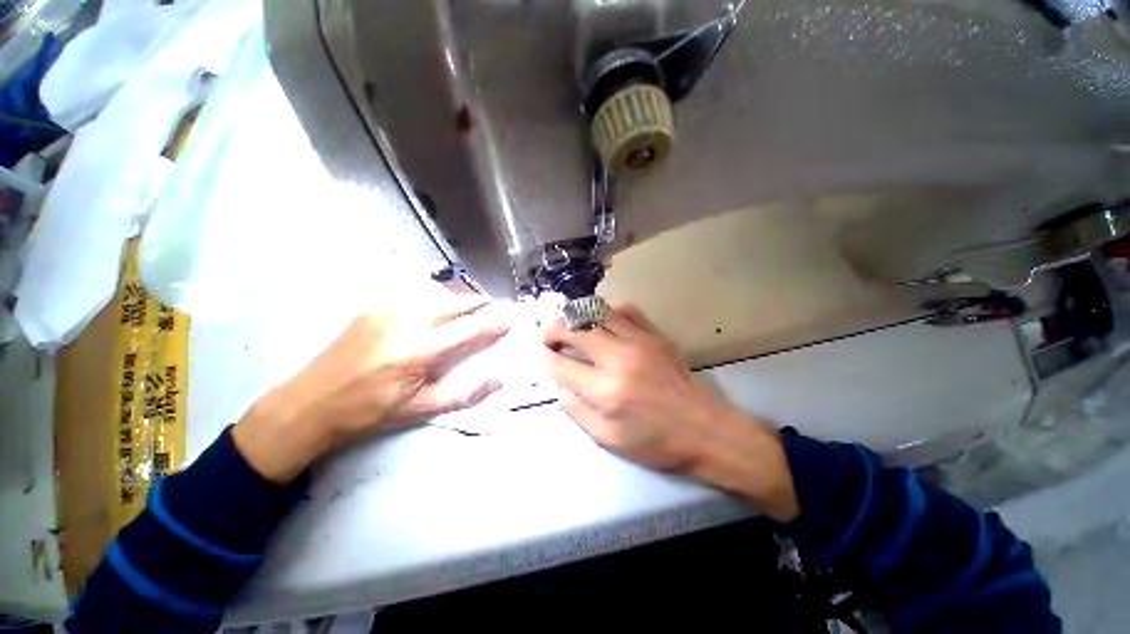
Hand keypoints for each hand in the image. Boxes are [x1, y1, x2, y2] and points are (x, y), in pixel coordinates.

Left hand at [235, 294, 508, 482]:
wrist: (310, 403)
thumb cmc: (370, 412)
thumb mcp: (421, 410)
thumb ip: (465, 393)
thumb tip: (499, 378)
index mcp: (417, 352)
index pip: (468, 329)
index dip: (492, 321)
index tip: (509, 317)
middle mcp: (404, 322)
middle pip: (454, 303)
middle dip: (479, 303)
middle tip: (494, 308)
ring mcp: (385, 310)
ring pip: (436, 294)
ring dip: (458, 299)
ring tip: (470, 308)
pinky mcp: (373, 307)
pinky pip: (414, 294)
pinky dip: (434, 298)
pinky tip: (436, 308)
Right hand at [542, 305, 798, 521]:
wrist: (705, 430)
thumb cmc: (655, 442)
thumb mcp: (608, 439)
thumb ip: (577, 410)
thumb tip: (559, 386)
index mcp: (605, 390)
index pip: (560, 365)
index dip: (540, 356)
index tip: (532, 352)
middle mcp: (619, 359)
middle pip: (576, 331)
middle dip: (553, 330)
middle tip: (547, 335)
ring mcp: (640, 342)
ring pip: (599, 313)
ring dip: (577, 316)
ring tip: (570, 323)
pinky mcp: (656, 335)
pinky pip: (627, 311)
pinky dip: (609, 312)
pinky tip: (603, 321)